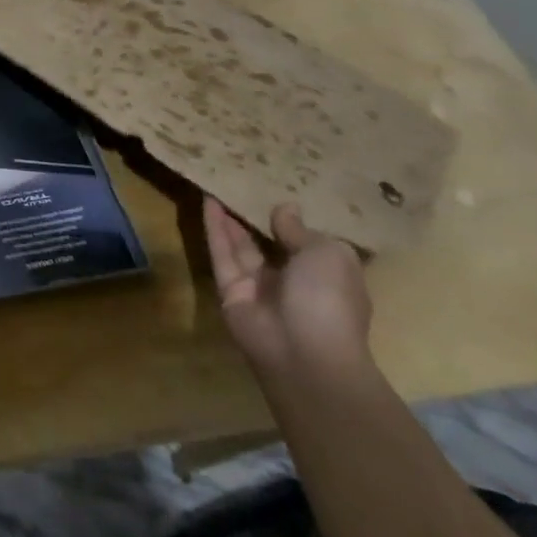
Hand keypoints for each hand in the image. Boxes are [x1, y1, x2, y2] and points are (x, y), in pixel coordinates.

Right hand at [202, 198, 371, 382]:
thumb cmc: (329, 298)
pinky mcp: (230, 290)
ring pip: (242, 246)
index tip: (280, 193)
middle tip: (243, 185)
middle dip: (258, 218)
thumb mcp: (328, 253)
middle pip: (270, 244)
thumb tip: (284, 208)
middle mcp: (293, 282)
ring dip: (231, 218)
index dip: (295, 221)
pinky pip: (222, 253)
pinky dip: (215, 228)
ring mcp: (259, 288)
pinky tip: (207, 201)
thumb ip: (300, 230)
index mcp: (327, 276)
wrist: (304, 352)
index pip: (309, 245)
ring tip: (219, 184)